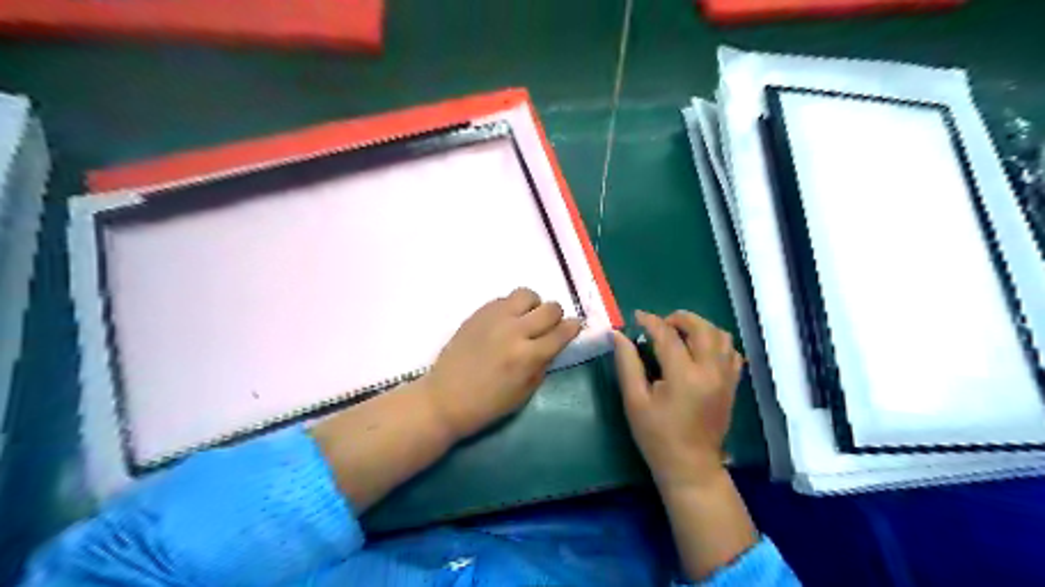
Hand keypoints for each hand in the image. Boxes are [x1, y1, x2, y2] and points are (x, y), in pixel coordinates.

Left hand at [415, 287, 579, 442]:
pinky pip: (504, 298)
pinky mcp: (478, 312)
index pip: (563, 331)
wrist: (444, 398)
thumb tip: (555, 343)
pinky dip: (511, 308)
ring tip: (525, 320)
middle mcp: (514, 331)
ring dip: (533, 306)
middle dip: (556, 317)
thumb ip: (543, 364)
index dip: (573, 328)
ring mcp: (495, 318)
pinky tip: (504, 323)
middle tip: (548, 328)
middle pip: (550, 308)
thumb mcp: (525, 392)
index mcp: (528, 356)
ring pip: (527, 294)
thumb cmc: (488, 404)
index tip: (574, 328)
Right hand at [615, 310, 743, 488]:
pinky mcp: (732, 385)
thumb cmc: (657, 436)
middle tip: (661, 323)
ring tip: (680, 333)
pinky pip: (731, 352)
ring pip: (721, 336)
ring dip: (700, 327)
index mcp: (684, 376)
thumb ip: (627, 364)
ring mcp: (726, 377)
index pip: (668, 336)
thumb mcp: (635, 401)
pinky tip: (699, 350)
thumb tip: (619, 335)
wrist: (691, 467)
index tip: (637, 316)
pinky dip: (716, 342)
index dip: (650, 322)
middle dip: (680, 318)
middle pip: (702, 328)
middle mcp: (711, 371)